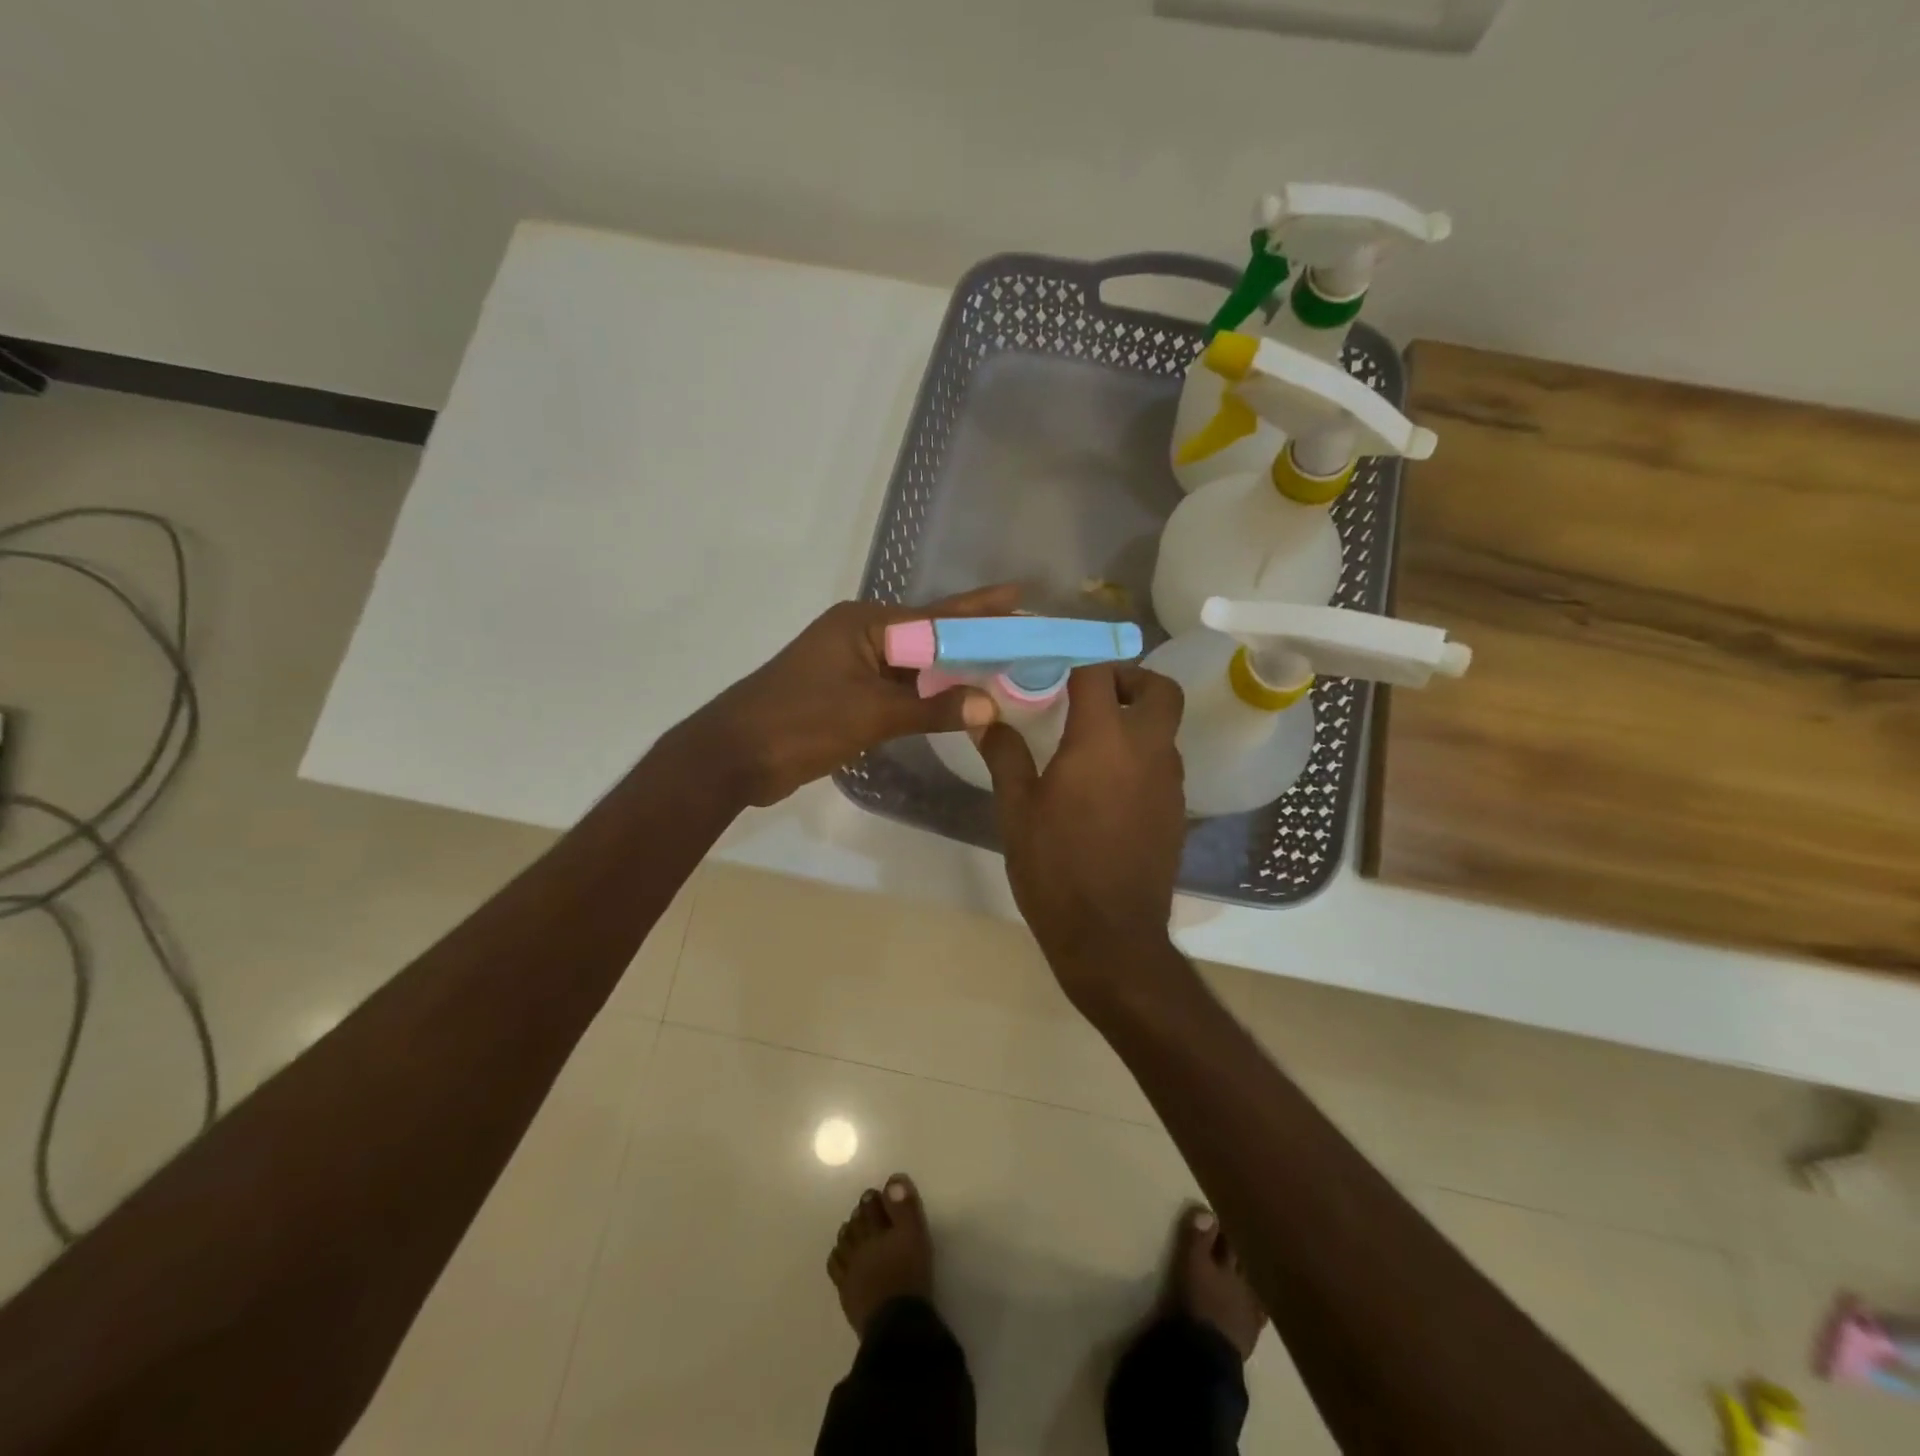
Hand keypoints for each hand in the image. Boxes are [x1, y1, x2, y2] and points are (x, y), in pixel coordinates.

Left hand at [687, 584, 1020, 806]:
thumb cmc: (801, 722)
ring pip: (916, 666)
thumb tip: (989, 705)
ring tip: (1003, 672)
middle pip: (930, 637)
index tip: (1021, 597)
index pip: (937, 616)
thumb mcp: (871, 715)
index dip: (981, 609)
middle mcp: (862, 635)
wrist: (735, 755)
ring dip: (953, 673)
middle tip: (1022, 639)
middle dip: (974, 640)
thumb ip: (932, 710)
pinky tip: (958, 704)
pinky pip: (899, 689)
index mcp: (865, 624)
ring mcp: (853, 666)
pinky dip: (927, 697)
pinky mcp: (847, 694)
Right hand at [976, 663, 1187, 1005]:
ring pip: (1165, 728)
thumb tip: (984, 717)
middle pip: (1160, 689)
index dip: (1079, 656)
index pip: (1099, 672)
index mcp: (1102, 740)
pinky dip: (1141, 755)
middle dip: (1130, 679)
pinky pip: (1163, 764)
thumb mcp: (1017, 809)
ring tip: (1093, 741)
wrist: (1110, 936)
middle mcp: (1146, 750)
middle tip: (1093, 693)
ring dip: (1137, 719)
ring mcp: (1169, 782)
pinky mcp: (1176, 810)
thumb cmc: (1054, 868)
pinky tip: (1108, 785)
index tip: (1055, 658)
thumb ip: (1004, 754)